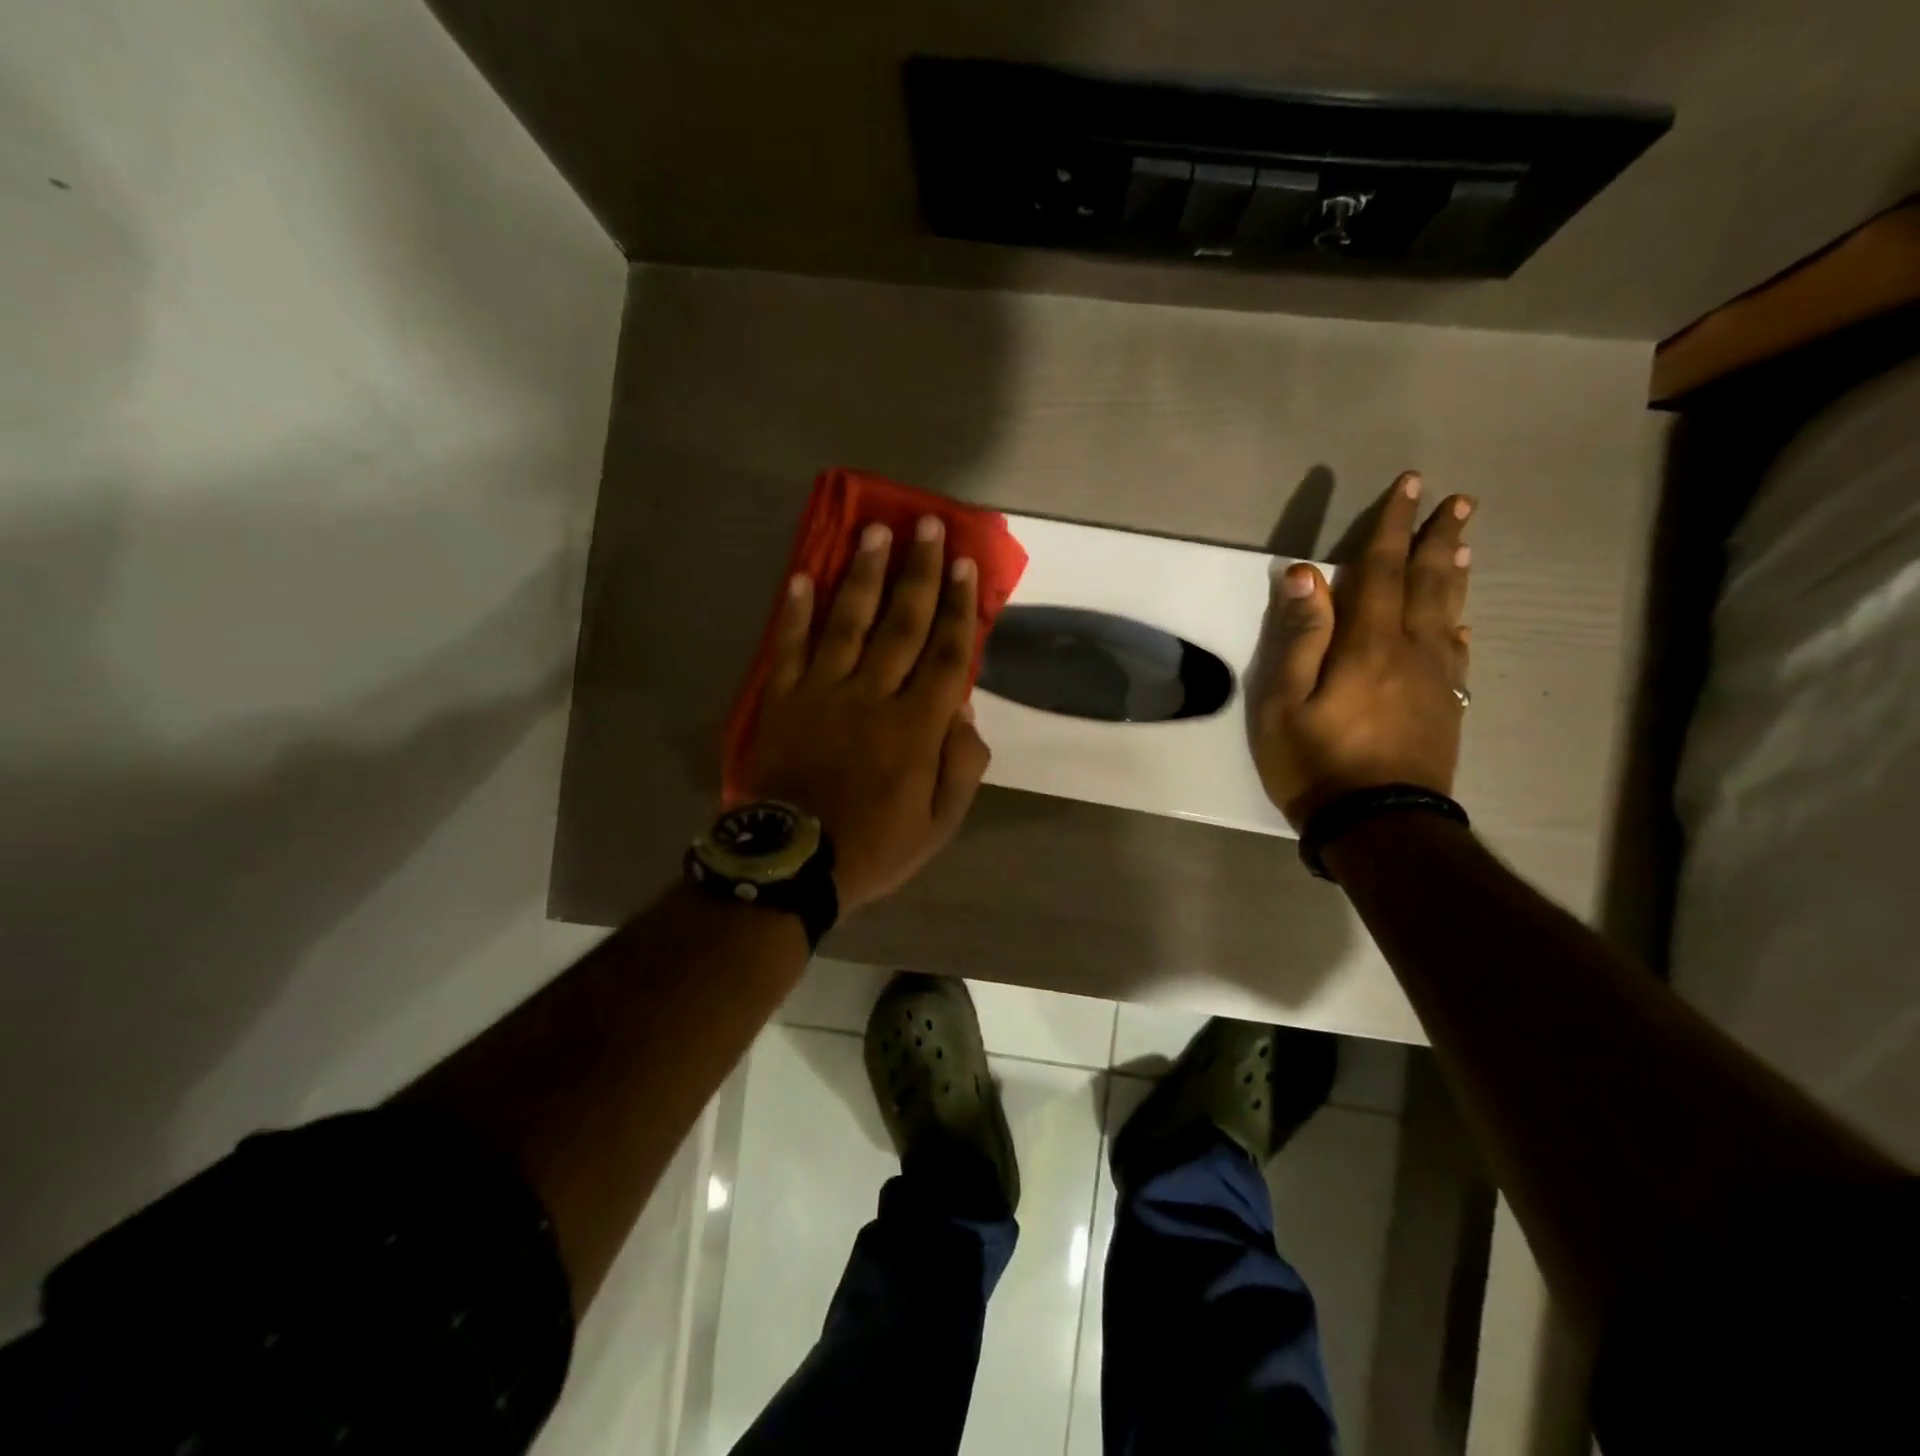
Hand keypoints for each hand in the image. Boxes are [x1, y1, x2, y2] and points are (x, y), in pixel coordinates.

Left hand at [737, 516, 990, 912]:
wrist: (792, 865)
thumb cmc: (873, 847)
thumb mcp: (938, 824)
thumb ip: (960, 766)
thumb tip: (963, 710)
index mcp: (915, 728)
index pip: (945, 655)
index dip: (958, 608)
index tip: (964, 565)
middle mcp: (872, 697)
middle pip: (901, 625)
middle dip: (917, 574)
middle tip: (925, 526)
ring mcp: (822, 694)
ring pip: (847, 624)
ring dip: (862, 576)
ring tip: (874, 533)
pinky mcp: (783, 701)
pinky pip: (789, 648)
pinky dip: (794, 612)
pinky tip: (801, 575)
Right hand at [1250, 471, 1473, 828]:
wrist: (1379, 825)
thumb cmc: (1317, 763)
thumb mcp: (1285, 702)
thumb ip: (1299, 636)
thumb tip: (1305, 575)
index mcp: (1368, 645)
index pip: (1383, 571)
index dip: (1393, 527)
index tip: (1411, 485)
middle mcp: (1411, 652)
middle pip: (1428, 584)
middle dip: (1438, 539)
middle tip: (1459, 500)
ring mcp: (1435, 681)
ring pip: (1450, 614)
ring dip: (1455, 574)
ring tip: (1464, 543)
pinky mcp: (1446, 710)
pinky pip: (1457, 656)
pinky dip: (1459, 628)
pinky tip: (1461, 623)